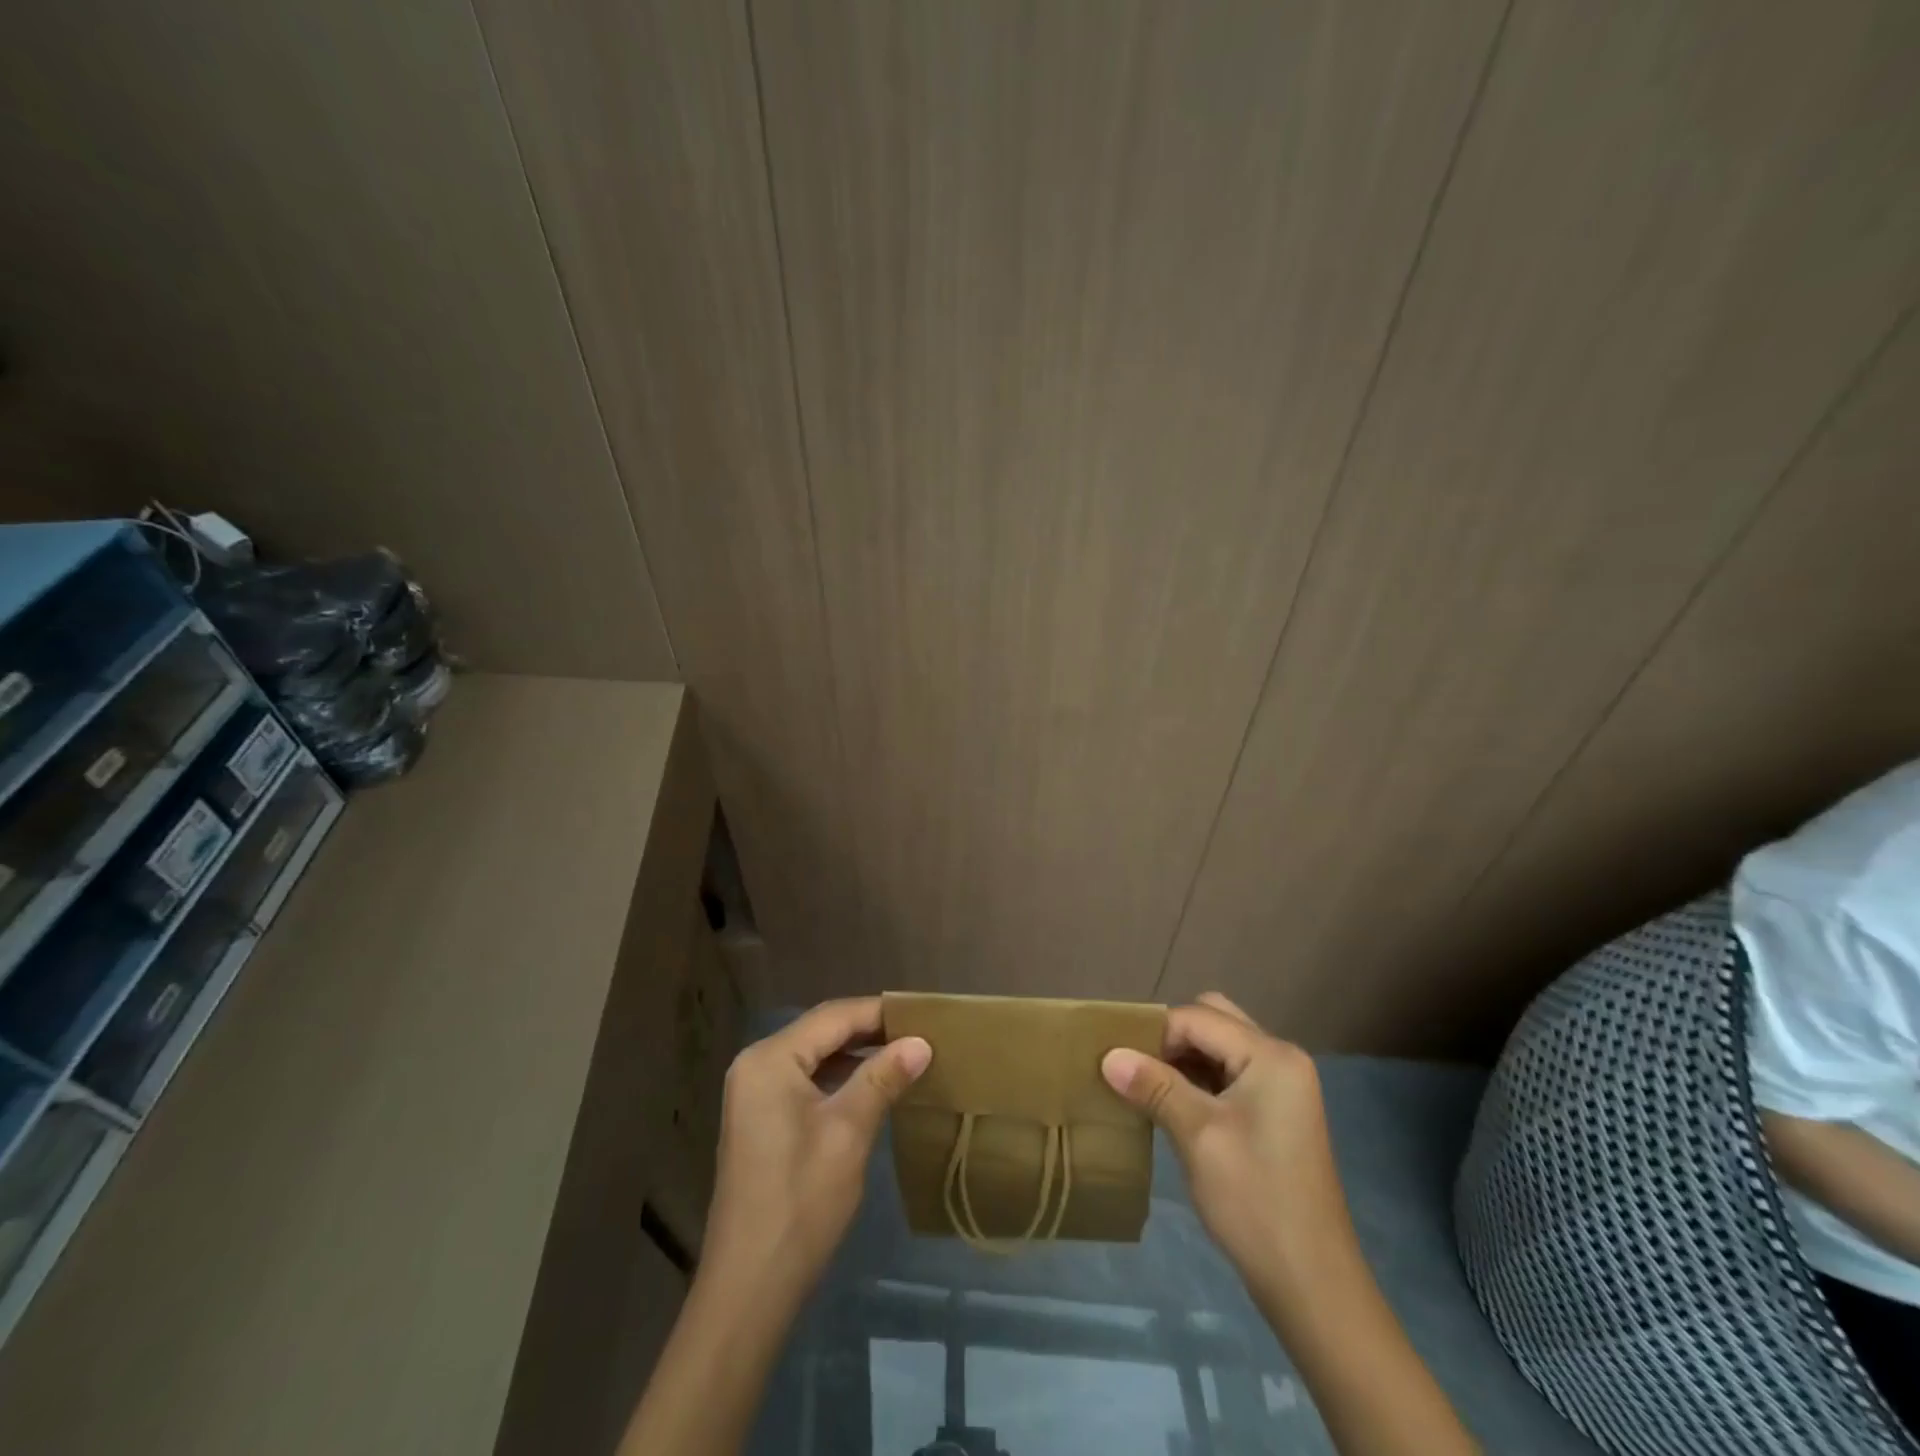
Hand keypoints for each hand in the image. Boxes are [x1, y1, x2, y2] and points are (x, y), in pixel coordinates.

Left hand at [702, 997, 931, 1304]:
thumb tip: (921, 1042)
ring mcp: (755, 1093)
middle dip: (871, 1031)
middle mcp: (756, 1064)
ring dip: (857, 1055)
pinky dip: (840, 1078)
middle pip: (822, 1032)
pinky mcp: (761, 1119)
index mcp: (770, 1059)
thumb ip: (882, 1078)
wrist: (749, 1287)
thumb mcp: (848, 1132)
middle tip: (921, 1033)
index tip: (924, 1013)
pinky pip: (806, 1081)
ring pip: (816, 1056)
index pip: (833, 1017)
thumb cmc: (800, 1201)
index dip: (880, 1012)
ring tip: (906, 1055)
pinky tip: (873, 1087)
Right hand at [1102, 992, 1349, 1293]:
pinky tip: (1172, 1106)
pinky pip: (1229, 1074)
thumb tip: (1108, 1055)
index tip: (1117, 1060)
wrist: (1312, 1284)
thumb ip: (1154, 1086)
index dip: (1154, 1033)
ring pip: (1219, 1047)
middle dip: (1170, 1038)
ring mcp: (1282, 1086)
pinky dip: (1199, 1081)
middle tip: (1137, 1069)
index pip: (1198, 1018)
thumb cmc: (1254, 1200)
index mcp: (1271, 1055)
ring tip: (1147, 1087)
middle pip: (1213, 1021)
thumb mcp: (1198, 1136)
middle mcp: (1281, 1058)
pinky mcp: (1276, 1112)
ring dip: (1183, 1060)